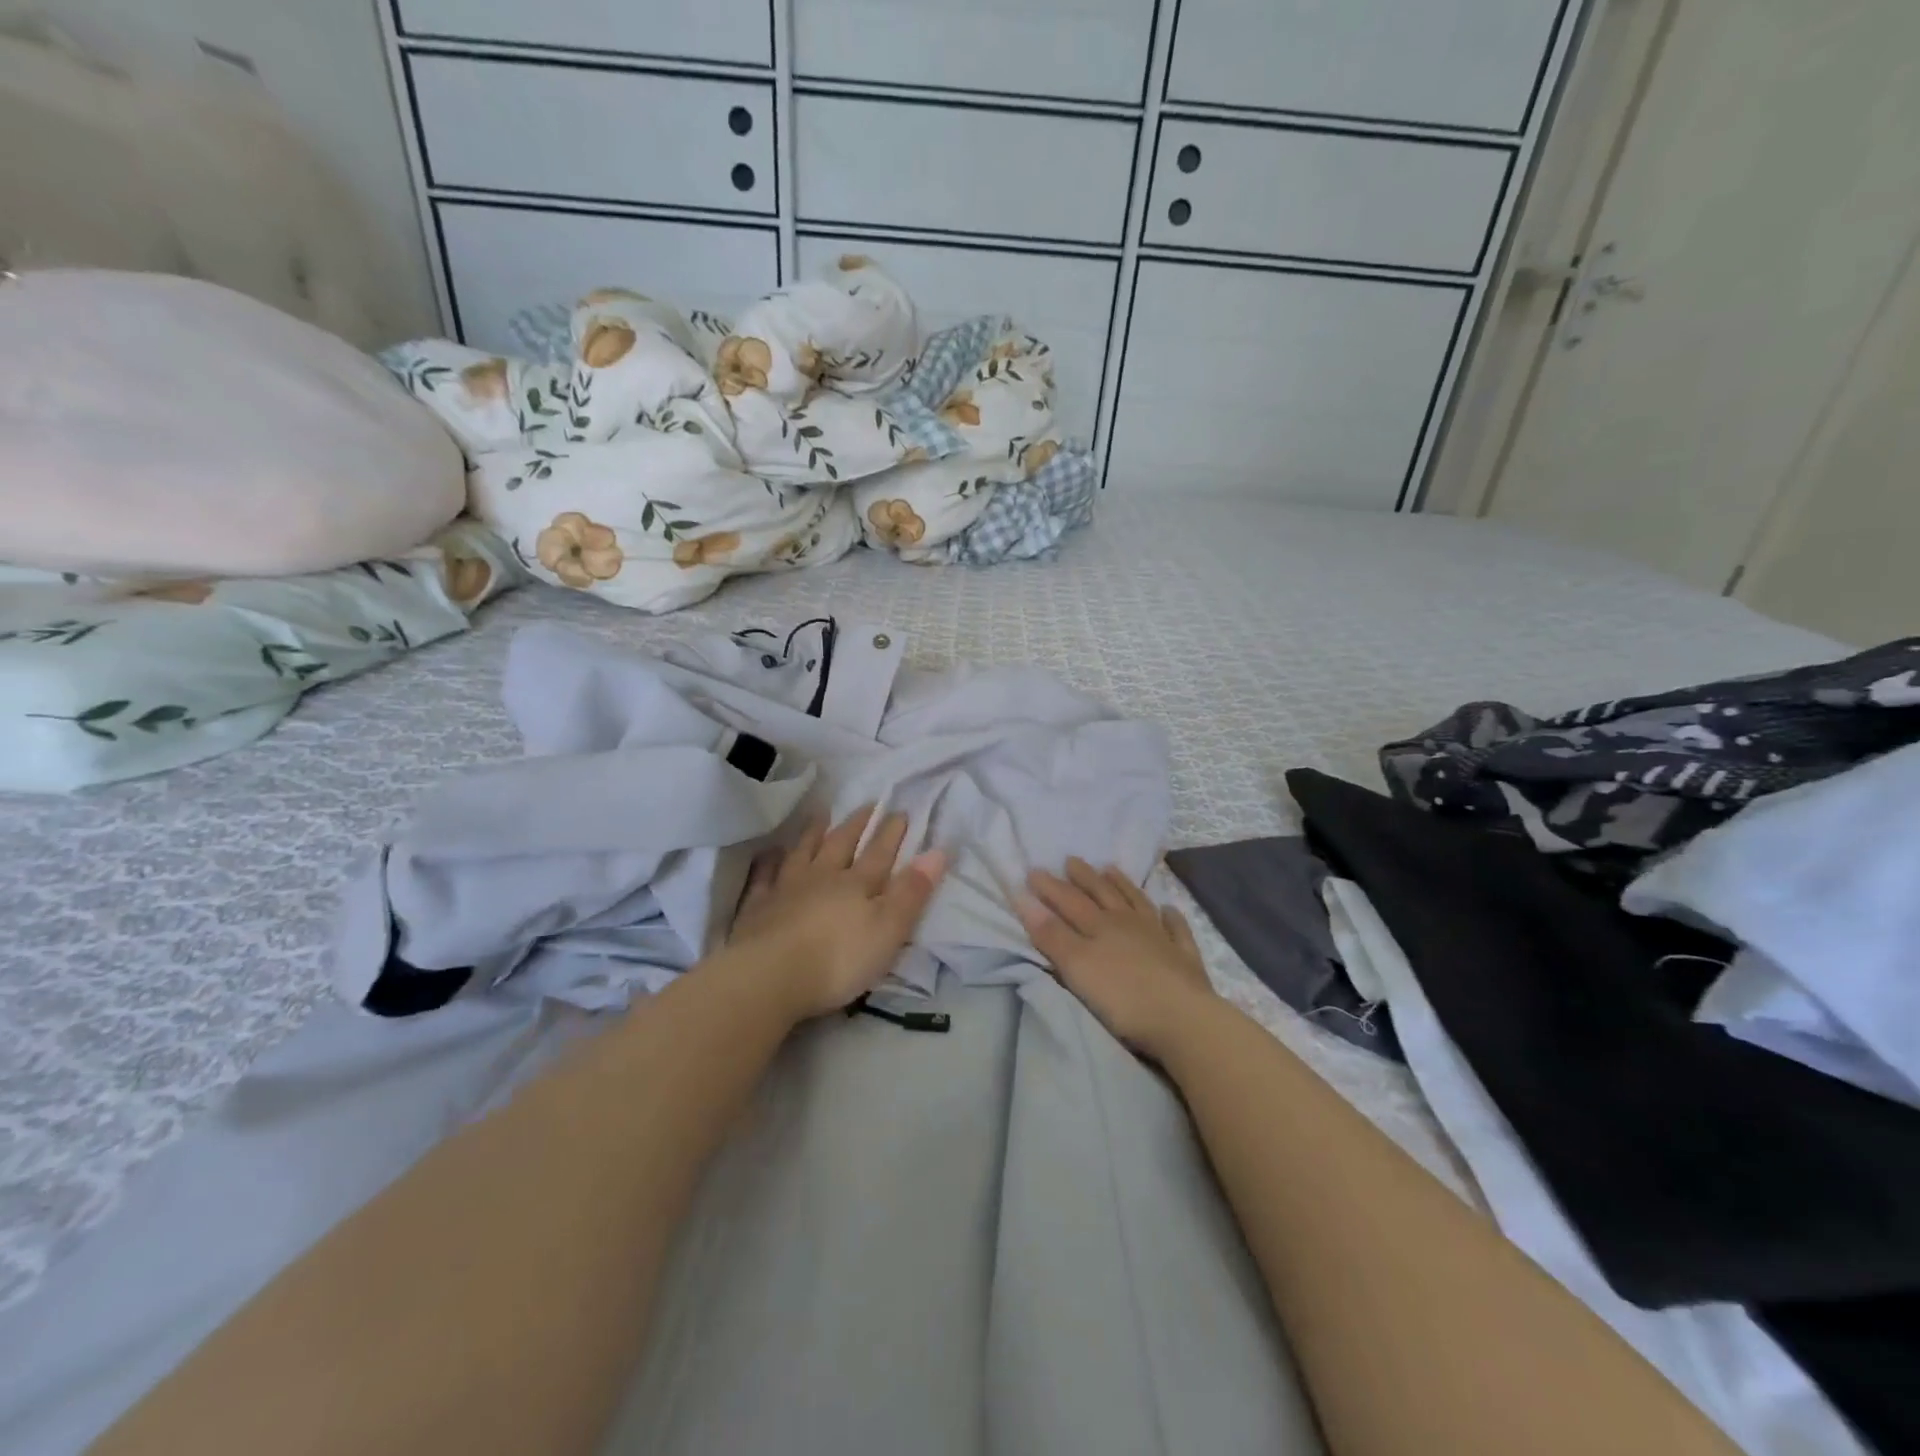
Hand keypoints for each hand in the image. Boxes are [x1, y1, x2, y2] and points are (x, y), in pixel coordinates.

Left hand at [724, 806, 945, 1022]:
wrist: (769, 976)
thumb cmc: (838, 959)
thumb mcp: (888, 929)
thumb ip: (912, 891)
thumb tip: (938, 851)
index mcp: (857, 885)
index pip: (879, 853)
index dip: (891, 833)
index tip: (900, 810)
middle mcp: (822, 878)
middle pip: (842, 845)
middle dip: (857, 824)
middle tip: (868, 804)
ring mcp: (786, 889)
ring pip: (804, 853)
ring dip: (814, 833)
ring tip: (822, 814)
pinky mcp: (757, 908)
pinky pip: (764, 877)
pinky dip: (769, 862)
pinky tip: (771, 853)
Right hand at [1018, 858, 1217, 1059]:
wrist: (1183, 1018)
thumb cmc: (1122, 996)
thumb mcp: (1077, 966)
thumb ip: (1051, 934)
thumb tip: (1025, 898)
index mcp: (1100, 926)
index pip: (1069, 900)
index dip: (1050, 886)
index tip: (1033, 870)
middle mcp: (1128, 923)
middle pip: (1103, 894)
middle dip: (1084, 878)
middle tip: (1071, 859)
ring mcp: (1160, 937)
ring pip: (1137, 903)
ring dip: (1123, 885)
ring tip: (1111, 870)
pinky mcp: (1183, 958)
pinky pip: (1176, 930)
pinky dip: (1171, 917)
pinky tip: (1169, 910)